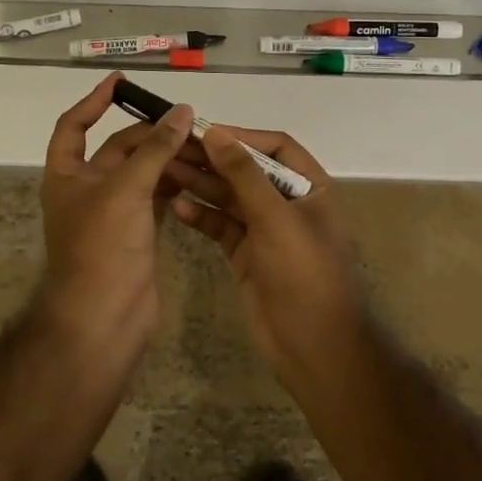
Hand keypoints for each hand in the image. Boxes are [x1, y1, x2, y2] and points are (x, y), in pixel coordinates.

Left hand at [37, 72, 195, 358]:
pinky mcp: (135, 232)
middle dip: (148, 133)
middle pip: (118, 149)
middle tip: (185, 119)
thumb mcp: (126, 188)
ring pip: (141, 173)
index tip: (121, 81)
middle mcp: (86, 188)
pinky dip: (174, 183)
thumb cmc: (102, 246)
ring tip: (200, 142)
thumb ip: (156, 149)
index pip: (74, 125)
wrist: (103, 319)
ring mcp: (112, 212)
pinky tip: (198, 173)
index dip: (95, 101)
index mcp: (66, 174)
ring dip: (166, 158)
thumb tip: (182, 111)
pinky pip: (156, 196)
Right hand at [167, 126, 366, 381]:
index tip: (204, 132)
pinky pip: (221, 226)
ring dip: (202, 184)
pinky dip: (202, 216)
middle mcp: (288, 203)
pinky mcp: (246, 254)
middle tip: (173, 149)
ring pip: (230, 197)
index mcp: (310, 187)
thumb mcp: (275, 218)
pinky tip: (178, 207)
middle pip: (247, 170)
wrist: (314, 348)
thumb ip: (243, 174)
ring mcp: (266, 230)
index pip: (275, 147)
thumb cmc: (303, 273)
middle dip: (213, 160)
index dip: (241, 137)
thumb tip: (215, 133)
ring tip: (167, 171)